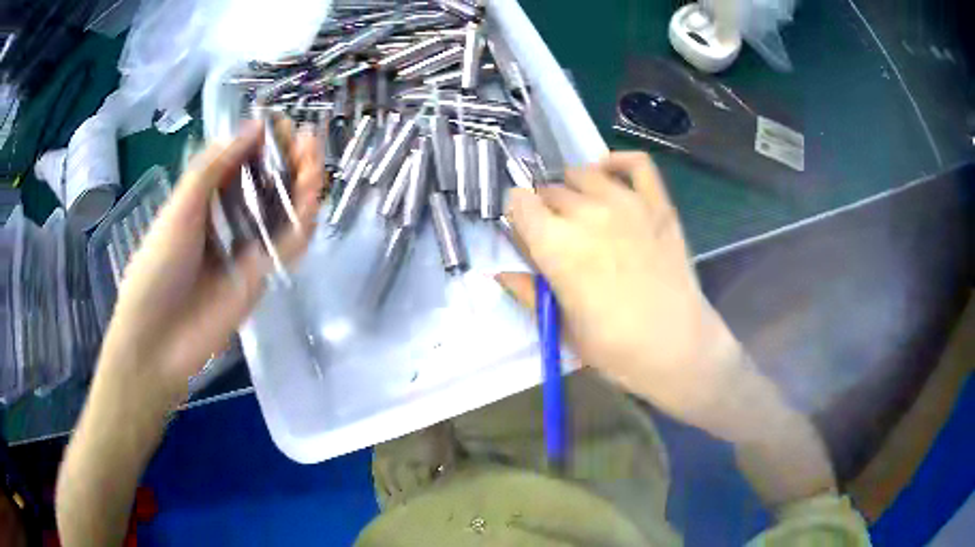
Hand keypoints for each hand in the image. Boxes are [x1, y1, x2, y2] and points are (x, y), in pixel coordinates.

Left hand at [100, 120, 323, 407]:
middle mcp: (227, 221)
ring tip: (314, 157)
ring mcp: (246, 249)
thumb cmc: (157, 269)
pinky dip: (302, 223)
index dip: (259, 142)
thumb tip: (252, 128)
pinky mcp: (261, 277)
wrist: (158, 341)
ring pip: (281, 212)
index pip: (238, 163)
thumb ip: (212, 170)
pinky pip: (286, 247)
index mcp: (203, 201)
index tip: (278, 123)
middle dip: (286, 159)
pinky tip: (312, 199)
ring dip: (300, 185)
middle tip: (305, 137)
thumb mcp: (178, 210)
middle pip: (264, 184)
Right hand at [497, 152, 744, 432]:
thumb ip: (528, 293)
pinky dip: (618, 161)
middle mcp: (588, 214)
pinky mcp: (658, 205)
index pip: (519, 203)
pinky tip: (608, 172)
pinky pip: (636, 164)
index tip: (525, 233)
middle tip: (557, 237)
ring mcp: (627, 204)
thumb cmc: (616, 348)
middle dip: (545, 209)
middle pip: (550, 190)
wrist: (678, 348)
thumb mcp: (563, 328)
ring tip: (581, 210)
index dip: (517, 216)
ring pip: (584, 174)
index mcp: (556, 246)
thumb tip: (497, 274)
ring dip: (574, 188)